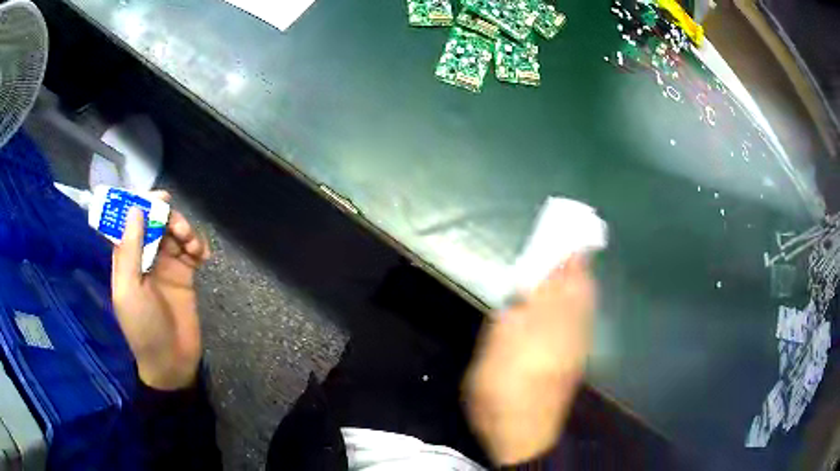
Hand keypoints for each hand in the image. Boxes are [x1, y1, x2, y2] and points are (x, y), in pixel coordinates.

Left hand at [111, 191, 210, 390]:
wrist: (172, 361)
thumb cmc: (143, 328)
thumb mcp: (130, 290)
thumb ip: (130, 251)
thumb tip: (135, 210)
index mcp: (127, 259)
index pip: (130, 222)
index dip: (141, 205)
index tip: (158, 198)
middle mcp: (145, 257)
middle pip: (155, 222)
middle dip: (168, 218)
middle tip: (179, 228)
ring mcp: (166, 265)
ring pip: (174, 233)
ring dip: (185, 231)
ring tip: (193, 247)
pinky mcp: (185, 275)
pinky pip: (191, 250)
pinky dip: (198, 246)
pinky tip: (203, 256)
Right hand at [464, 255, 594, 465]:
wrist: (523, 431)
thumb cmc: (499, 388)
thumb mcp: (493, 347)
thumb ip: (510, 316)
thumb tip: (525, 294)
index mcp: (546, 322)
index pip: (562, 280)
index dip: (565, 257)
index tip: (564, 237)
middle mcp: (570, 329)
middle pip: (582, 289)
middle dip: (579, 265)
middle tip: (569, 249)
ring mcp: (578, 345)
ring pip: (587, 304)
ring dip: (583, 283)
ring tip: (572, 269)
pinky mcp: (578, 359)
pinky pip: (586, 320)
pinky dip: (583, 304)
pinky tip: (574, 303)